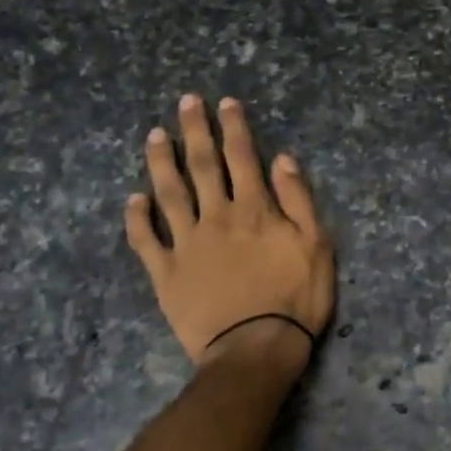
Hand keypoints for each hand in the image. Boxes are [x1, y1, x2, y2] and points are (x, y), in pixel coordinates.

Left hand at [125, 94, 334, 370]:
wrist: (254, 349)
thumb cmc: (295, 298)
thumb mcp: (317, 246)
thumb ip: (299, 200)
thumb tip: (283, 159)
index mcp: (254, 209)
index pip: (243, 157)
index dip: (234, 127)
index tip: (225, 102)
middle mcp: (216, 217)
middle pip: (203, 166)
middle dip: (195, 131)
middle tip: (186, 102)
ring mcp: (186, 244)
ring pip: (170, 194)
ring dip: (162, 162)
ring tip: (155, 135)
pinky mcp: (166, 274)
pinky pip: (146, 241)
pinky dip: (137, 218)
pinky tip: (133, 199)